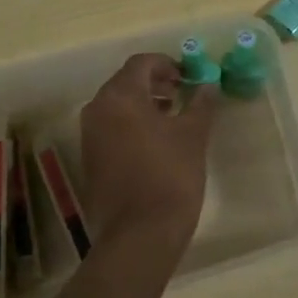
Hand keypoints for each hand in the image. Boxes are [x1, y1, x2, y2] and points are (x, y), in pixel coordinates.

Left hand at [80, 54, 220, 250]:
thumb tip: (208, 86)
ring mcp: (90, 137)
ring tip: (173, 116)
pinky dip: (133, 125)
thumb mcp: (193, 135)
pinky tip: (157, 142)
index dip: (167, 64)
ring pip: (117, 106)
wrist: (140, 233)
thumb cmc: (170, 175)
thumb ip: (201, 104)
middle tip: (182, 92)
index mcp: (120, 97)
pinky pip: (112, 128)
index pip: (141, 63)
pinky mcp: (90, 160)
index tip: (188, 76)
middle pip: (126, 82)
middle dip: (155, 83)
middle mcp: (97, 110)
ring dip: (144, 104)